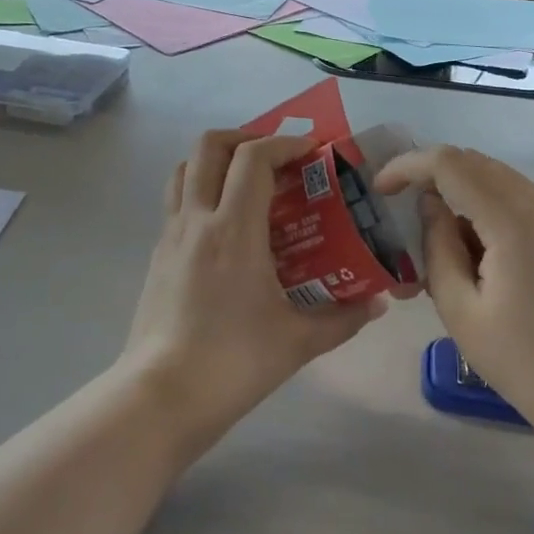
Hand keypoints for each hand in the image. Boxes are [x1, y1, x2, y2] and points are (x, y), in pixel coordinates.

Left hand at [122, 130, 388, 450]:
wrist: (161, 396)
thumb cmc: (233, 362)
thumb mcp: (298, 342)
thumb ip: (343, 319)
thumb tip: (376, 305)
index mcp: (233, 229)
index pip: (253, 158)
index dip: (284, 143)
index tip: (311, 151)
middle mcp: (197, 219)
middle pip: (209, 146)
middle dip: (245, 137)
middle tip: (276, 157)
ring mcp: (171, 235)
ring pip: (185, 169)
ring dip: (216, 160)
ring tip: (247, 181)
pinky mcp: (158, 256)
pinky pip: (177, 202)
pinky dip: (201, 191)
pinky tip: (226, 227)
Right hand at [376, 146, 533, 451]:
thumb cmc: (526, 363)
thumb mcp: (461, 311)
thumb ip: (437, 247)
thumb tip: (430, 206)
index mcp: (514, 220)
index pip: (449, 163)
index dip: (407, 166)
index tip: (379, 191)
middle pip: (472, 163)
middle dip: (430, 177)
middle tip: (399, 214)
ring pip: (493, 177)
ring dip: (457, 193)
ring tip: (434, 241)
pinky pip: (514, 197)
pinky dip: (482, 207)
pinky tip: (471, 250)